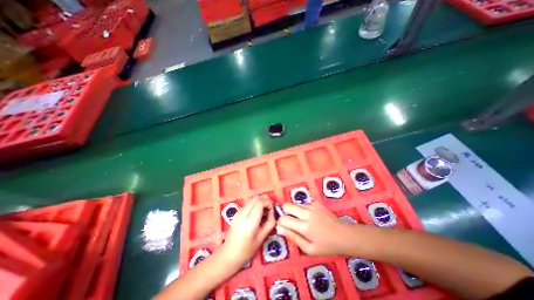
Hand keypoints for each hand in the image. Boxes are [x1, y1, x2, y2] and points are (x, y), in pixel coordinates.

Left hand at [223, 195, 276, 265]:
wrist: (230, 254)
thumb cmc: (248, 249)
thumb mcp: (263, 237)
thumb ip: (270, 222)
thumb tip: (272, 211)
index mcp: (250, 221)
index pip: (259, 203)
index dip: (268, 202)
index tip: (272, 208)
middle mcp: (243, 214)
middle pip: (255, 198)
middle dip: (264, 200)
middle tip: (269, 207)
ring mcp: (238, 212)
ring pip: (251, 200)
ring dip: (259, 202)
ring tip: (264, 211)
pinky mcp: (236, 212)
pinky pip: (248, 204)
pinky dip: (254, 205)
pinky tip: (257, 214)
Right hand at [277, 201, 355, 254]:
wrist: (345, 235)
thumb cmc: (327, 245)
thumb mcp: (309, 249)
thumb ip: (294, 238)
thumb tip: (281, 230)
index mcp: (304, 226)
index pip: (283, 219)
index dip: (280, 222)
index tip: (284, 227)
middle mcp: (306, 213)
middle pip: (286, 205)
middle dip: (285, 212)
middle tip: (291, 221)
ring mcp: (311, 205)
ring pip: (294, 203)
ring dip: (294, 211)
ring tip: (302, 220)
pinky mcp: (316, 202)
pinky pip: (303, 203)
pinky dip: (302, 209)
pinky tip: (310, 217)